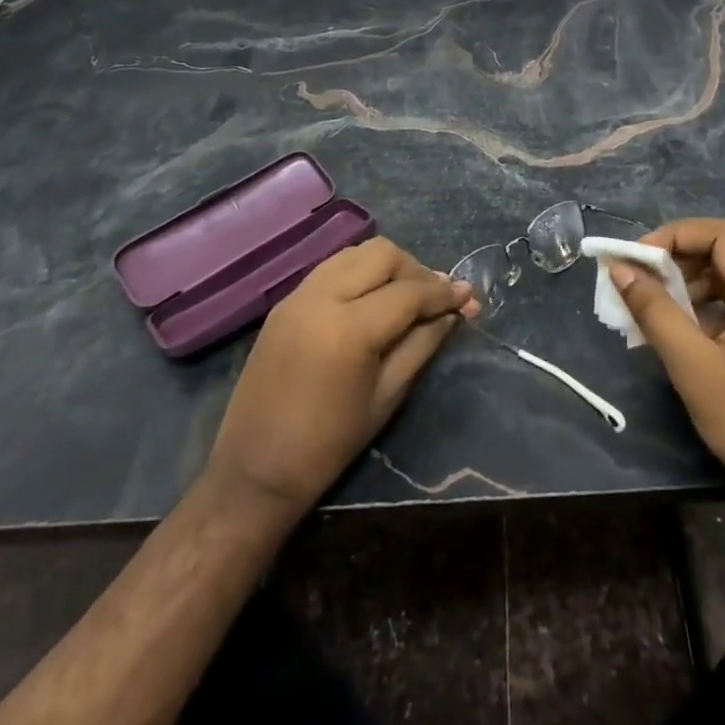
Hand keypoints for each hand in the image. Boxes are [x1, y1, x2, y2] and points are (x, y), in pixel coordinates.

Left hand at [196, 238, 474, 530]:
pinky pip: (332, 267)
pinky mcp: (285, 301)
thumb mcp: (387, 396)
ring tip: (406, 295)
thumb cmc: (328, 445)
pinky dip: (360, 273)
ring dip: (387, 266)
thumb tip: (456, 311)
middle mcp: (321, 297)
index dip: (444, 293)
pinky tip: (372, 299)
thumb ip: (423, 343)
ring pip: (356, 252)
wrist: (253, 472)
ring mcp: (298, 295)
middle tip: (435, 299)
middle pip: (382, 253)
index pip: (409, 292)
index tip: (470, 297)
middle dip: (416, 270)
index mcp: (348, 329)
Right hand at [610, 217, 724, 511]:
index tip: (637, 259)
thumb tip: (620, 269)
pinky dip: (717, 305)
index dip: (673, 237)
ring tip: (661, 309)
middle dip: (681, 261)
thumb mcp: (693, 366)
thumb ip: (654, 310)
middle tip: (643, 283)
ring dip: (696, 284)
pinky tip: (691, 330)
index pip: (719, 235)